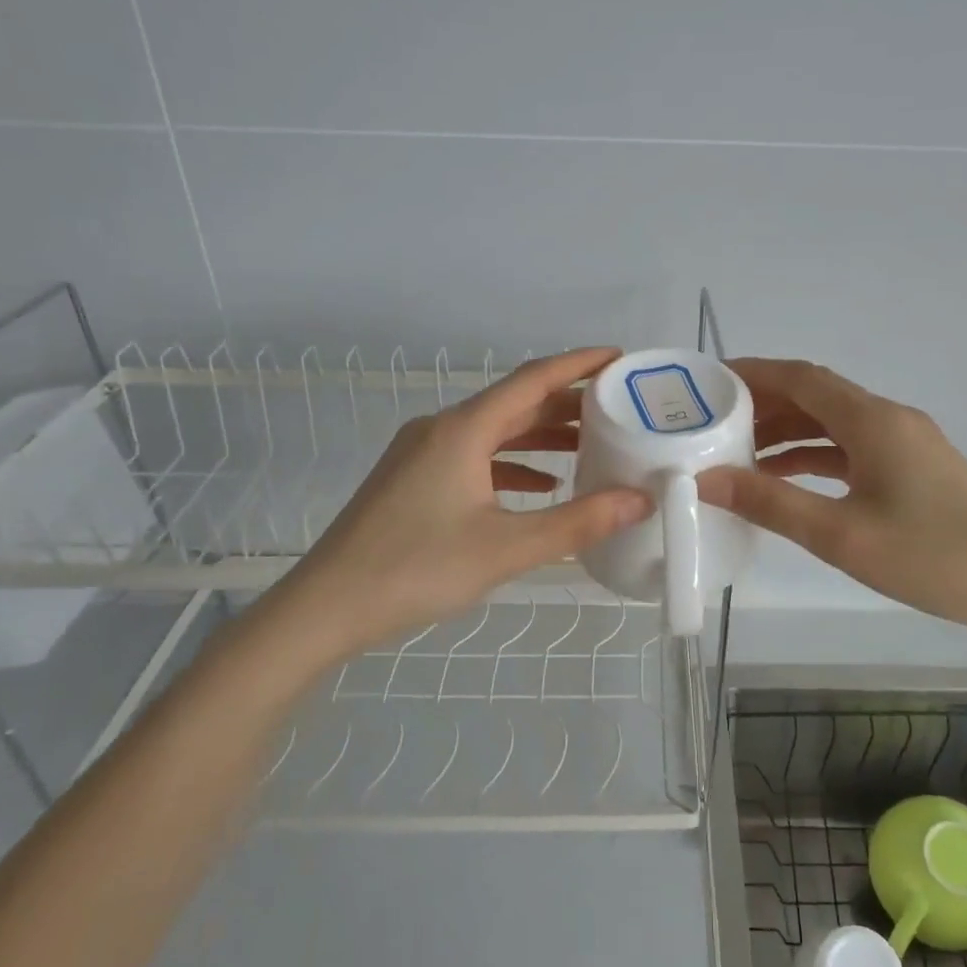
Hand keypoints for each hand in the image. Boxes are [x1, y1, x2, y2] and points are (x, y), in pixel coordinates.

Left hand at [242, 348, 651, 679]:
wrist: (326, 607)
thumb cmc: (417, 570)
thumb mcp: (507, 548)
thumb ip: (578, 523)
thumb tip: (640, 500)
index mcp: (463, 430)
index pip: (532, 379)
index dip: (579, 364)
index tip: (620, 359)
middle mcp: (441, 429)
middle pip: (514, 404)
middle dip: (567, 405)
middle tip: (618, 411)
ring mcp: (422, 453)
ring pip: (494, 432)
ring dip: (540, 436)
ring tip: (589, 448)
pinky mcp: (413, 479)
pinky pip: (473, 457)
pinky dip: (511, 464)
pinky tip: (538, 486)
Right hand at [696, 358, 966, 634]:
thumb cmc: (931, 556)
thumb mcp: (840, 534)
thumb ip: (771, 503)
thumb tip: (706, 480)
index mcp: (872, 420)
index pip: (801, 378)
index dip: (753, 373)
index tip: (709, 381)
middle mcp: (888, 418)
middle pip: (815, 396)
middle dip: (764, 404)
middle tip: (713, 422)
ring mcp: (904, 442)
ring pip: (833, 424)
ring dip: (787, 432)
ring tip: (739, 453)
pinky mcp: (913, 467)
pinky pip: (852, 448)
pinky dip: (815, 455)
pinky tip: (787, 478)